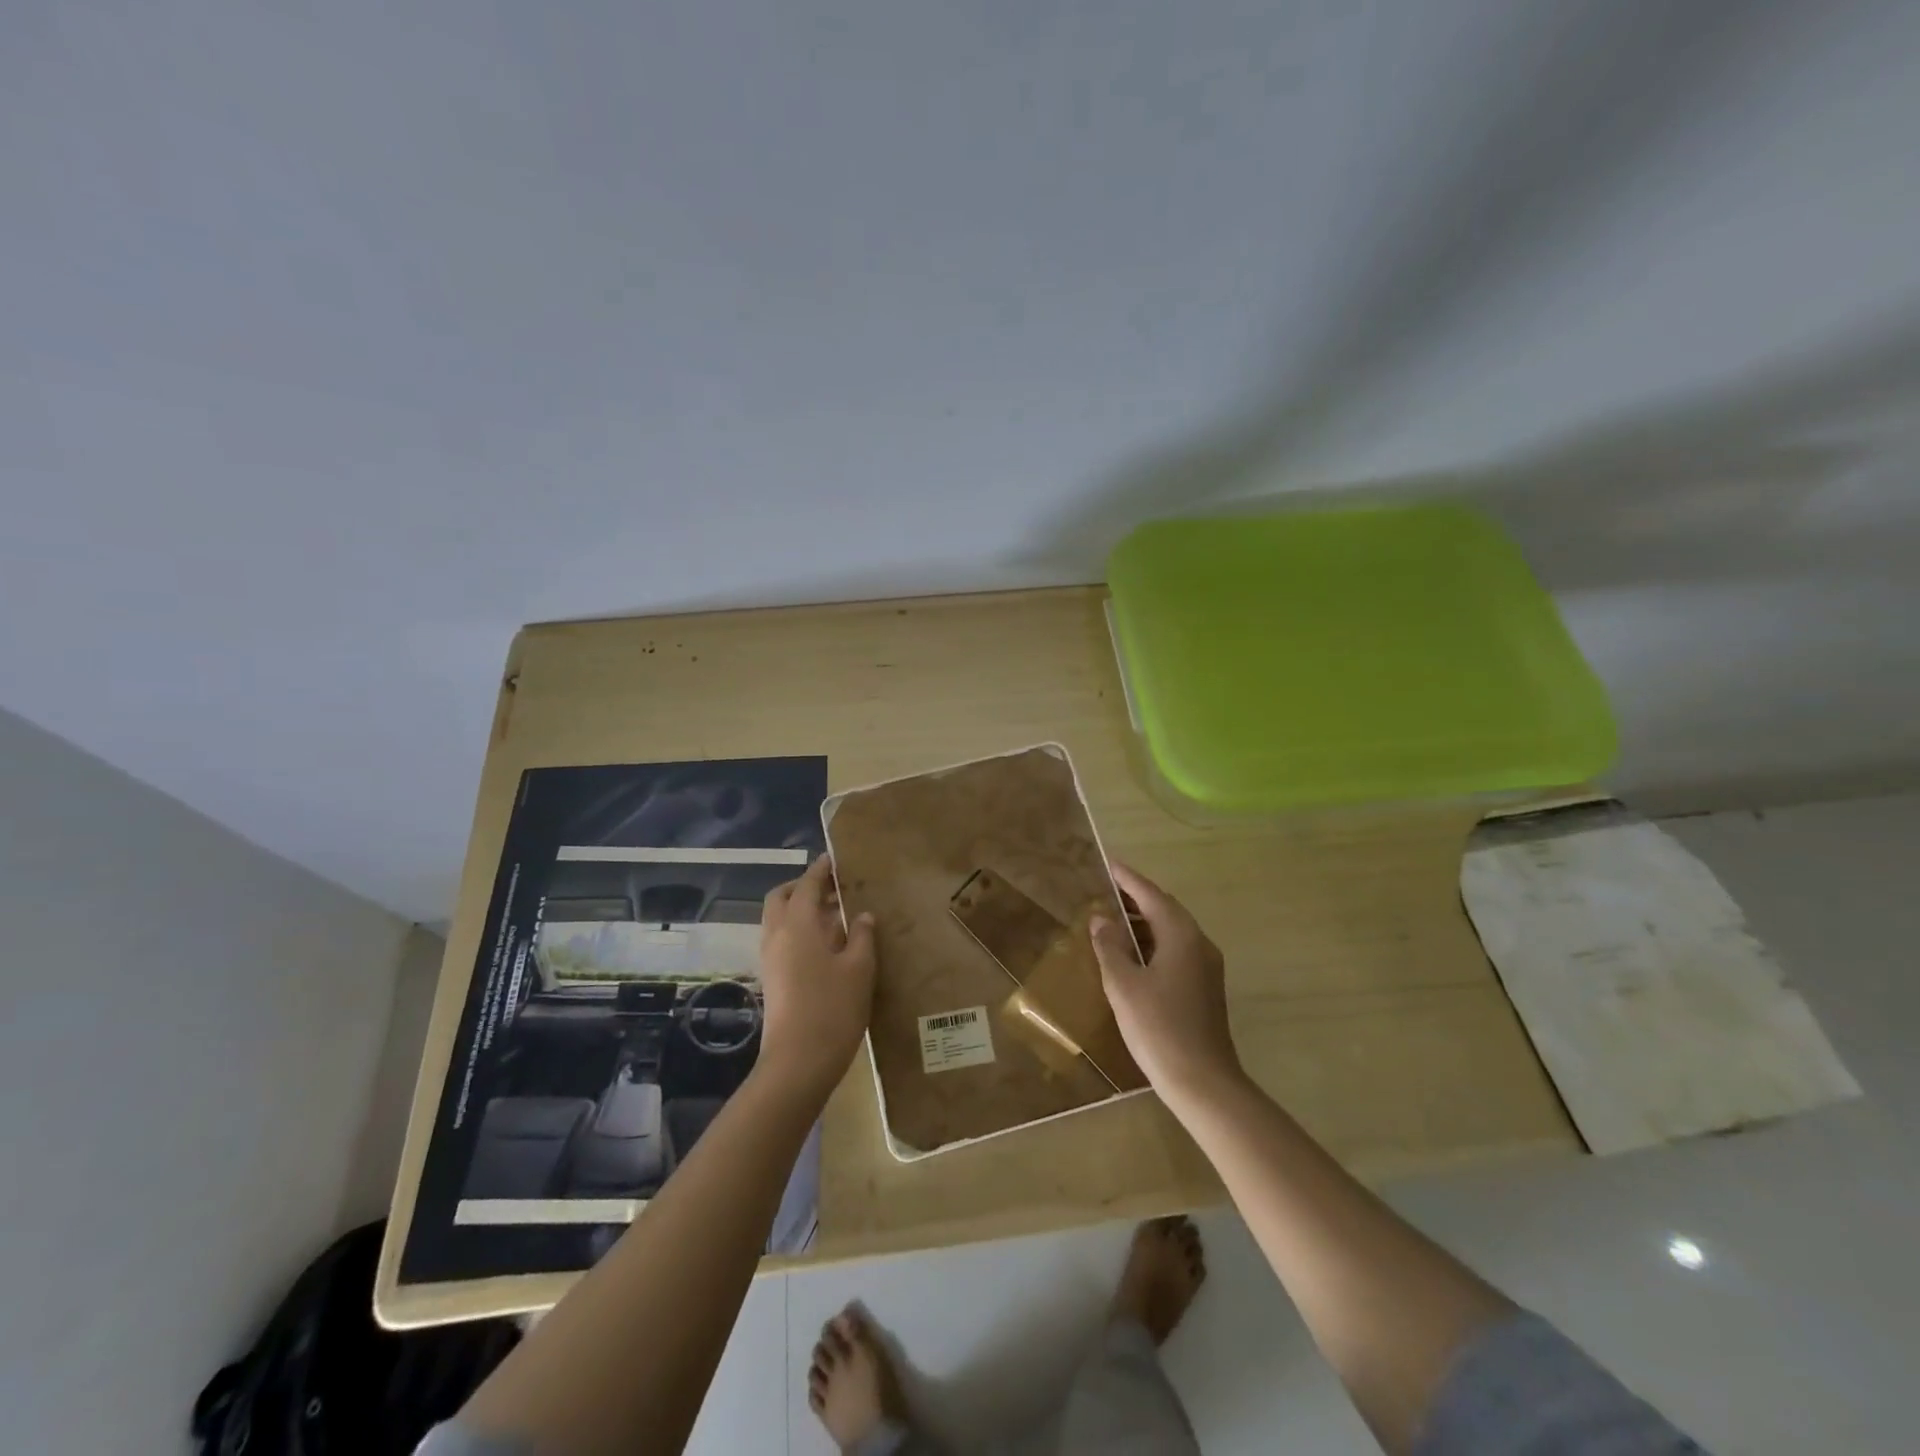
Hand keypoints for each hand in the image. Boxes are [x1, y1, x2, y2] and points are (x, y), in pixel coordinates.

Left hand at [756, 854, 876, 1100]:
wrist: (797, 1064)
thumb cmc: (833, 1009)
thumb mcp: (859, 969)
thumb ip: (862, 936)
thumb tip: (863, 915)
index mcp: (798, 925)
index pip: (807, 885)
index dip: (821, 870)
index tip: (835, 858)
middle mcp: (777, 935)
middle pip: (782, 897)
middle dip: (804, 887)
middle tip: (833, 888)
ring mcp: (771, 959)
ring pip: (780, 920)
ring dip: (802, 909)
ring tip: (837, 914)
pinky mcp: (773, 979)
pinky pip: (783, 940)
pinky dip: (800, 930)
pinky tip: (828, 944)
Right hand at [1090, 863, 1243, 1103]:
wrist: (1203, 1082)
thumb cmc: (1159, 1028)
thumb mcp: (1123, 984)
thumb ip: (1110, 947)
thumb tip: (1101, 919)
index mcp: (1181, 936)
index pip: (1151, 895)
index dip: (1128, 879)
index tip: (1108, 864)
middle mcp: (1199, 944)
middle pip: (1165, 910)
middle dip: (1136, 899)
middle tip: (1105, 891)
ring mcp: (1206, 968)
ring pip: (1171, 932)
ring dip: (1143, 923)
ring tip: (1112, 921)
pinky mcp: (1205, 988)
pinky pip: (1176, 951)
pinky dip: (1153, 944)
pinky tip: (1132, 957)